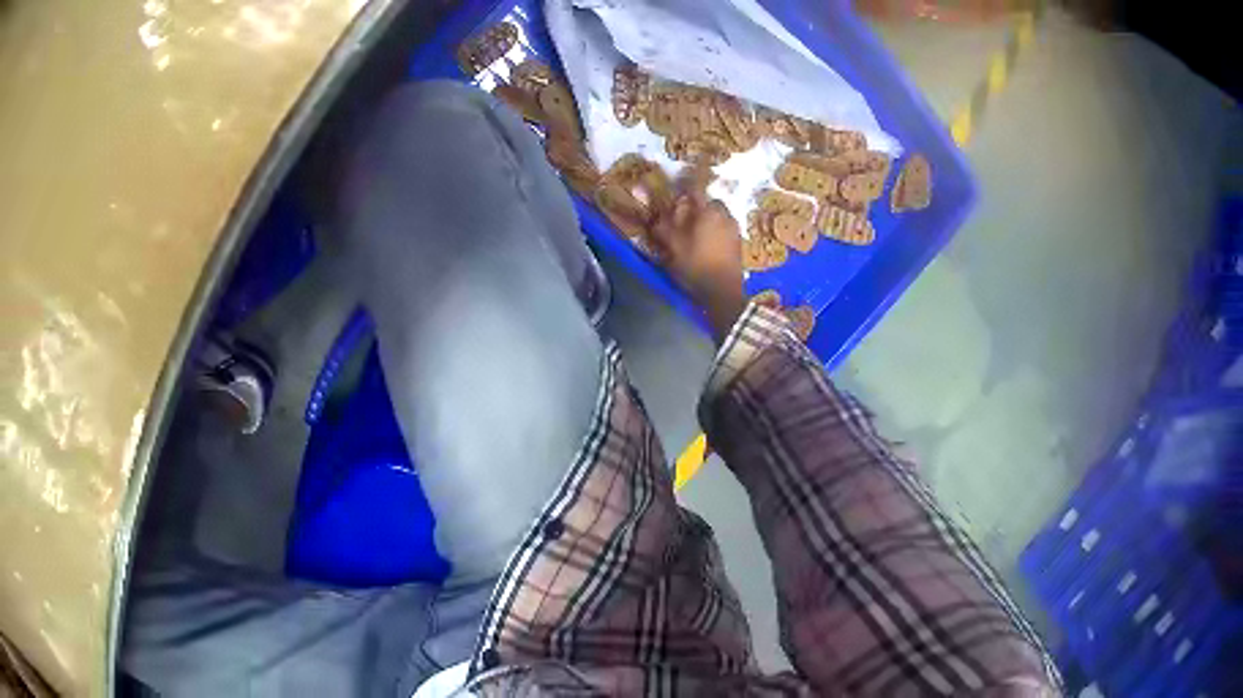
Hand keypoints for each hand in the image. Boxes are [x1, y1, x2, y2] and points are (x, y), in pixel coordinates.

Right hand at [649, 191, 746, 341]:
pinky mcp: (739, 243)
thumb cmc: (696, 265)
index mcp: (709, 212)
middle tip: (685, 214)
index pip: (697, 190)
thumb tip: (655, 214)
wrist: (723, 292)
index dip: (686, 186)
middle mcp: (725, 216)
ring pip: (719, 215)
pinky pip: (725, 228)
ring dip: (708, 218)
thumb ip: (664, 227)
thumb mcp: (674, 246)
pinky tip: (707, 242)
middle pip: (710, 203)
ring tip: (695, 229)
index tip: (678, 187)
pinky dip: (715, 230)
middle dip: (699, 205)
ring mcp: (734, 229)